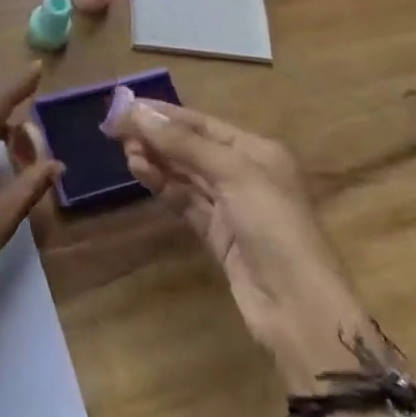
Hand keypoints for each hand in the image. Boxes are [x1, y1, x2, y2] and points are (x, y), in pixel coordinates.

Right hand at [104, 94, 393, 395]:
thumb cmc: (274, 226)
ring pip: (185, 174)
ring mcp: (231, 206)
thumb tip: (138, 112)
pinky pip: (185, 201)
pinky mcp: (218, 236)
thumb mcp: (232, 174)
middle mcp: (244, 173)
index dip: (164, 114)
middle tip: (116, 130)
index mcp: (256, 150)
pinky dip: (163, 186)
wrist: (299, 310)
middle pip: (192, 146)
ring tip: (125, 151)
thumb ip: (184, 143)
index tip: (125, 106)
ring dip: (156, 160)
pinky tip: (141, 173)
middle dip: (157, 137)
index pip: (202, 123)